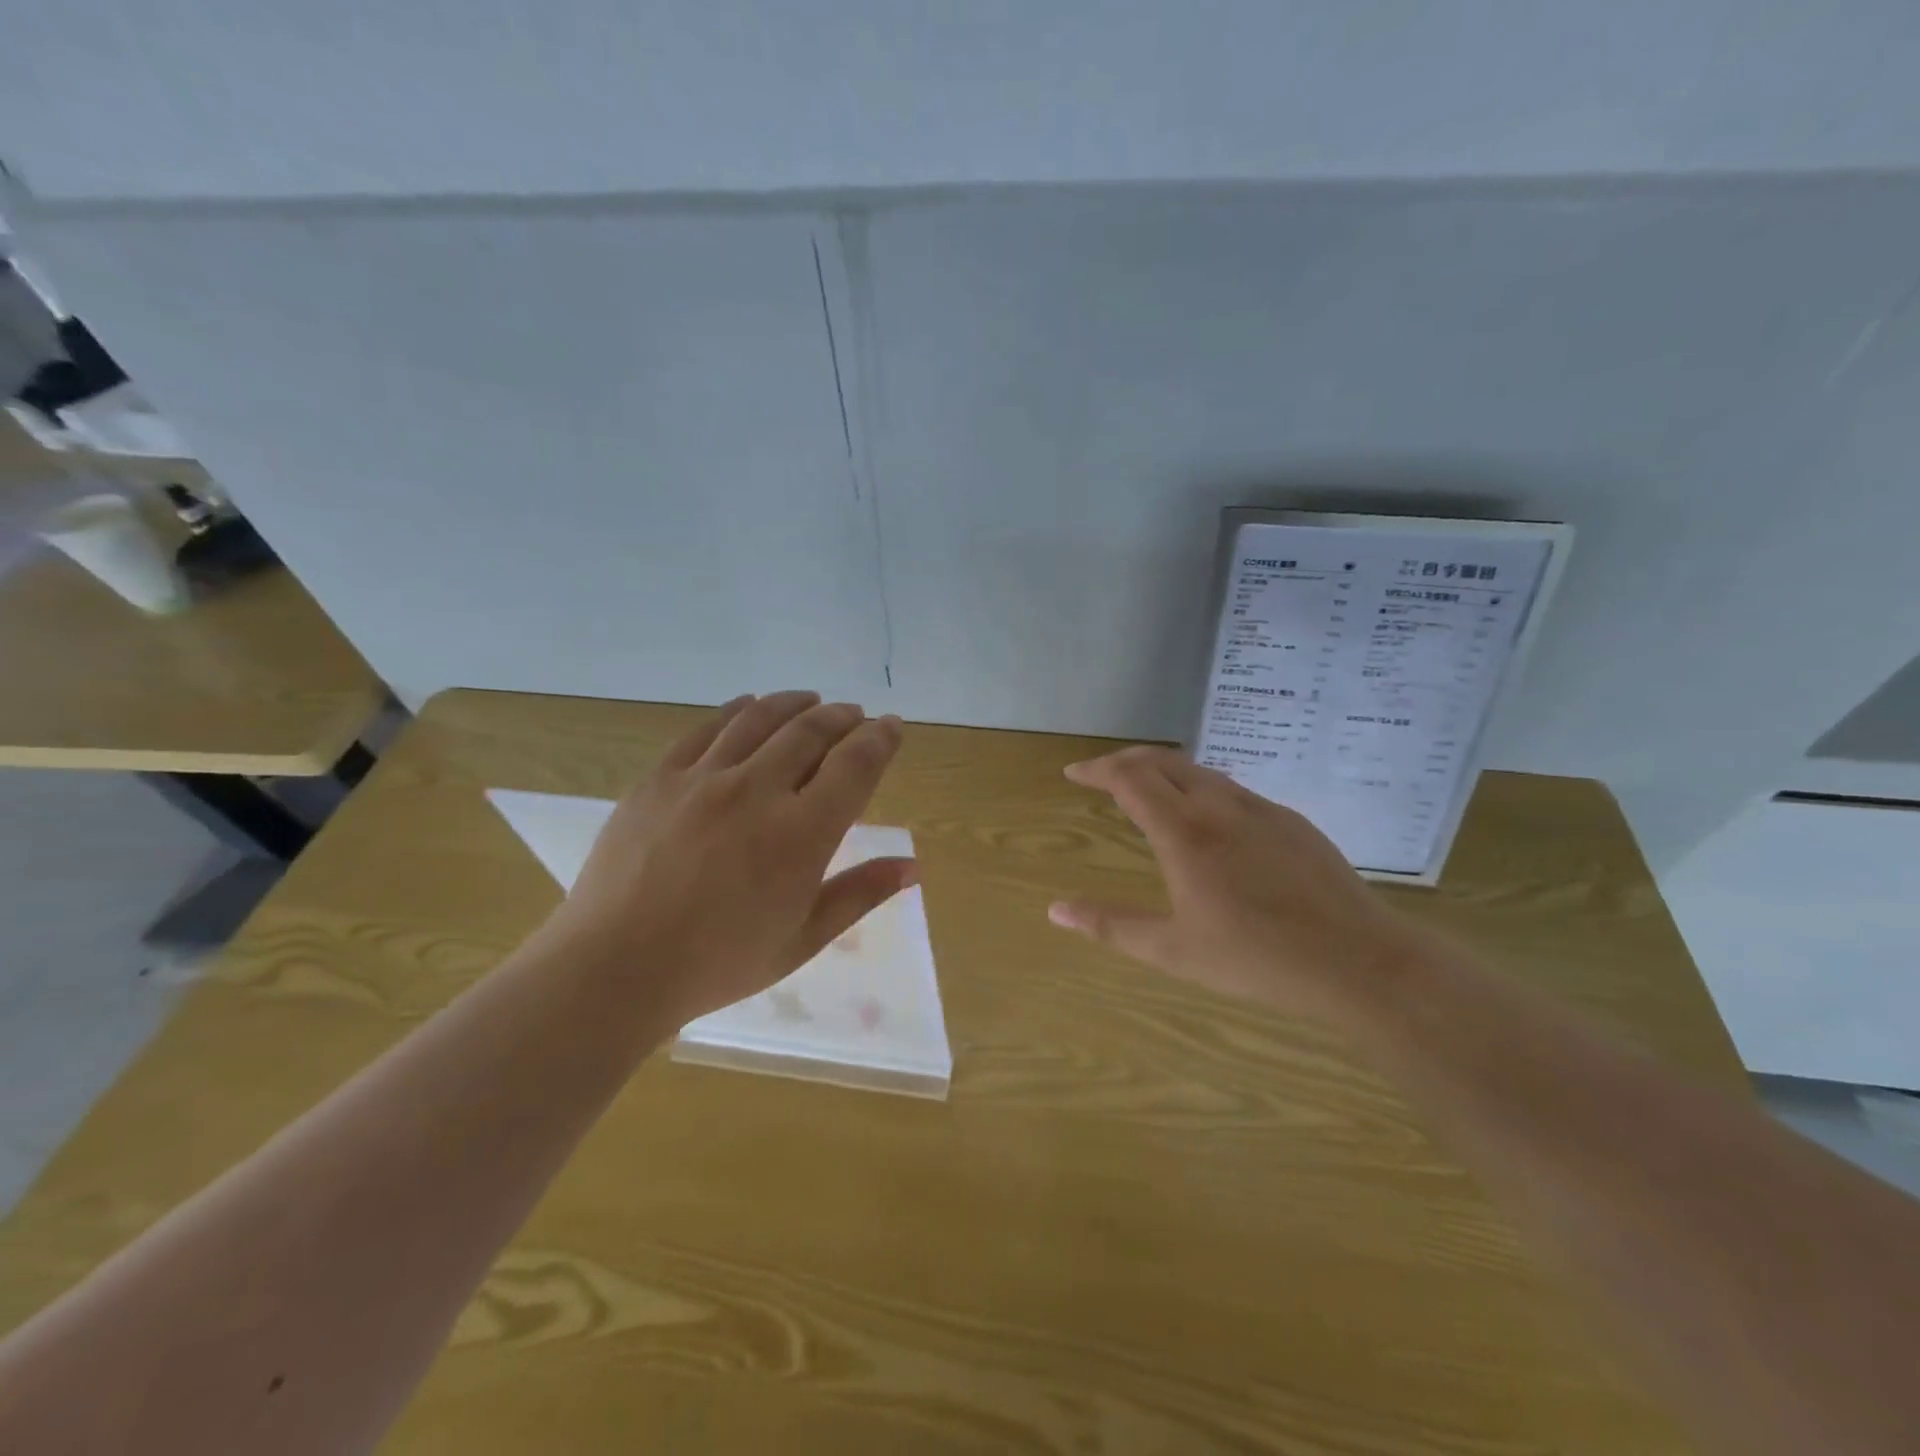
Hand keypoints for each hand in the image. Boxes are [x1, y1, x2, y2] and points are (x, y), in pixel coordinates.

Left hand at [553, 691, 914, 1025]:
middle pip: (811, 732)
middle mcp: (758, 791)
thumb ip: (860, 894)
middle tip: (855, 714)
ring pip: (761, 719)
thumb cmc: (719, 962)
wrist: (614, 967)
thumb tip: (912, 866)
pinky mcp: (660, 777)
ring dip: (795, 703)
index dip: (881, 739)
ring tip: (812, 699)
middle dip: (842, 717)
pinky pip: (707, 728)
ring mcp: (704, 778)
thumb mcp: (802, 938)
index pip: (855, 766)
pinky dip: (738, 710)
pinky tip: (750, 706)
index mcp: (801, 834)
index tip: (892, 725)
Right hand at [1048, 746, 1432, 1024]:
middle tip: (1103, 775)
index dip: (1097, 769)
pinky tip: (1208, 821)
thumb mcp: (1172, 950)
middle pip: (1163, 761)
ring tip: (1148, 793)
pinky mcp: (1291, 820)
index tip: (1074, 773)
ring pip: (1200, 771)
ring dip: (1165, 772)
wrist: (1359, 961)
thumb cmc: (1256, 959)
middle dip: (1126, 761)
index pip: (1129, 778)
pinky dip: (1201, 789)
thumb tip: (1056, 909)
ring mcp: (1260, 808)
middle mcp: (1219, 806)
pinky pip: (1233, 790)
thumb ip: (1110, 925)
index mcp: (1184, 832)